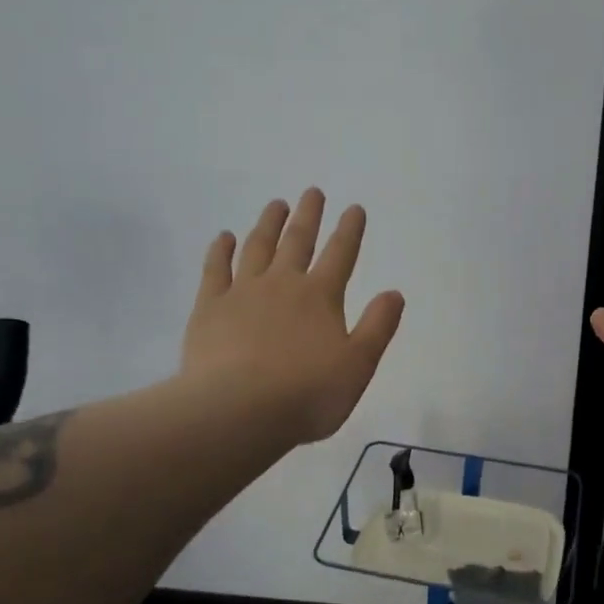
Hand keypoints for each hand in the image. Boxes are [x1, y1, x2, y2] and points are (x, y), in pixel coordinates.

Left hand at [180, 189, 404, 445]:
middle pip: (298, 241)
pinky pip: (215, 270)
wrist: (238, 411)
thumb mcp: (358, 365)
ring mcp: (242, 293)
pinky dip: (220, 250)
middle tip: (312, 192)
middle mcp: (282, 284)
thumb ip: (378, 327)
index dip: (350, 230)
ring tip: (275, 204)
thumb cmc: (307, 394)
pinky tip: (223, 237)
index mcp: (321, 297)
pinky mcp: (209, 308)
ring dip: (268, 224)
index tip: (354, 207)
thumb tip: (394, 293)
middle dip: (309, 216)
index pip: (341, 255)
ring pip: (257, 248)